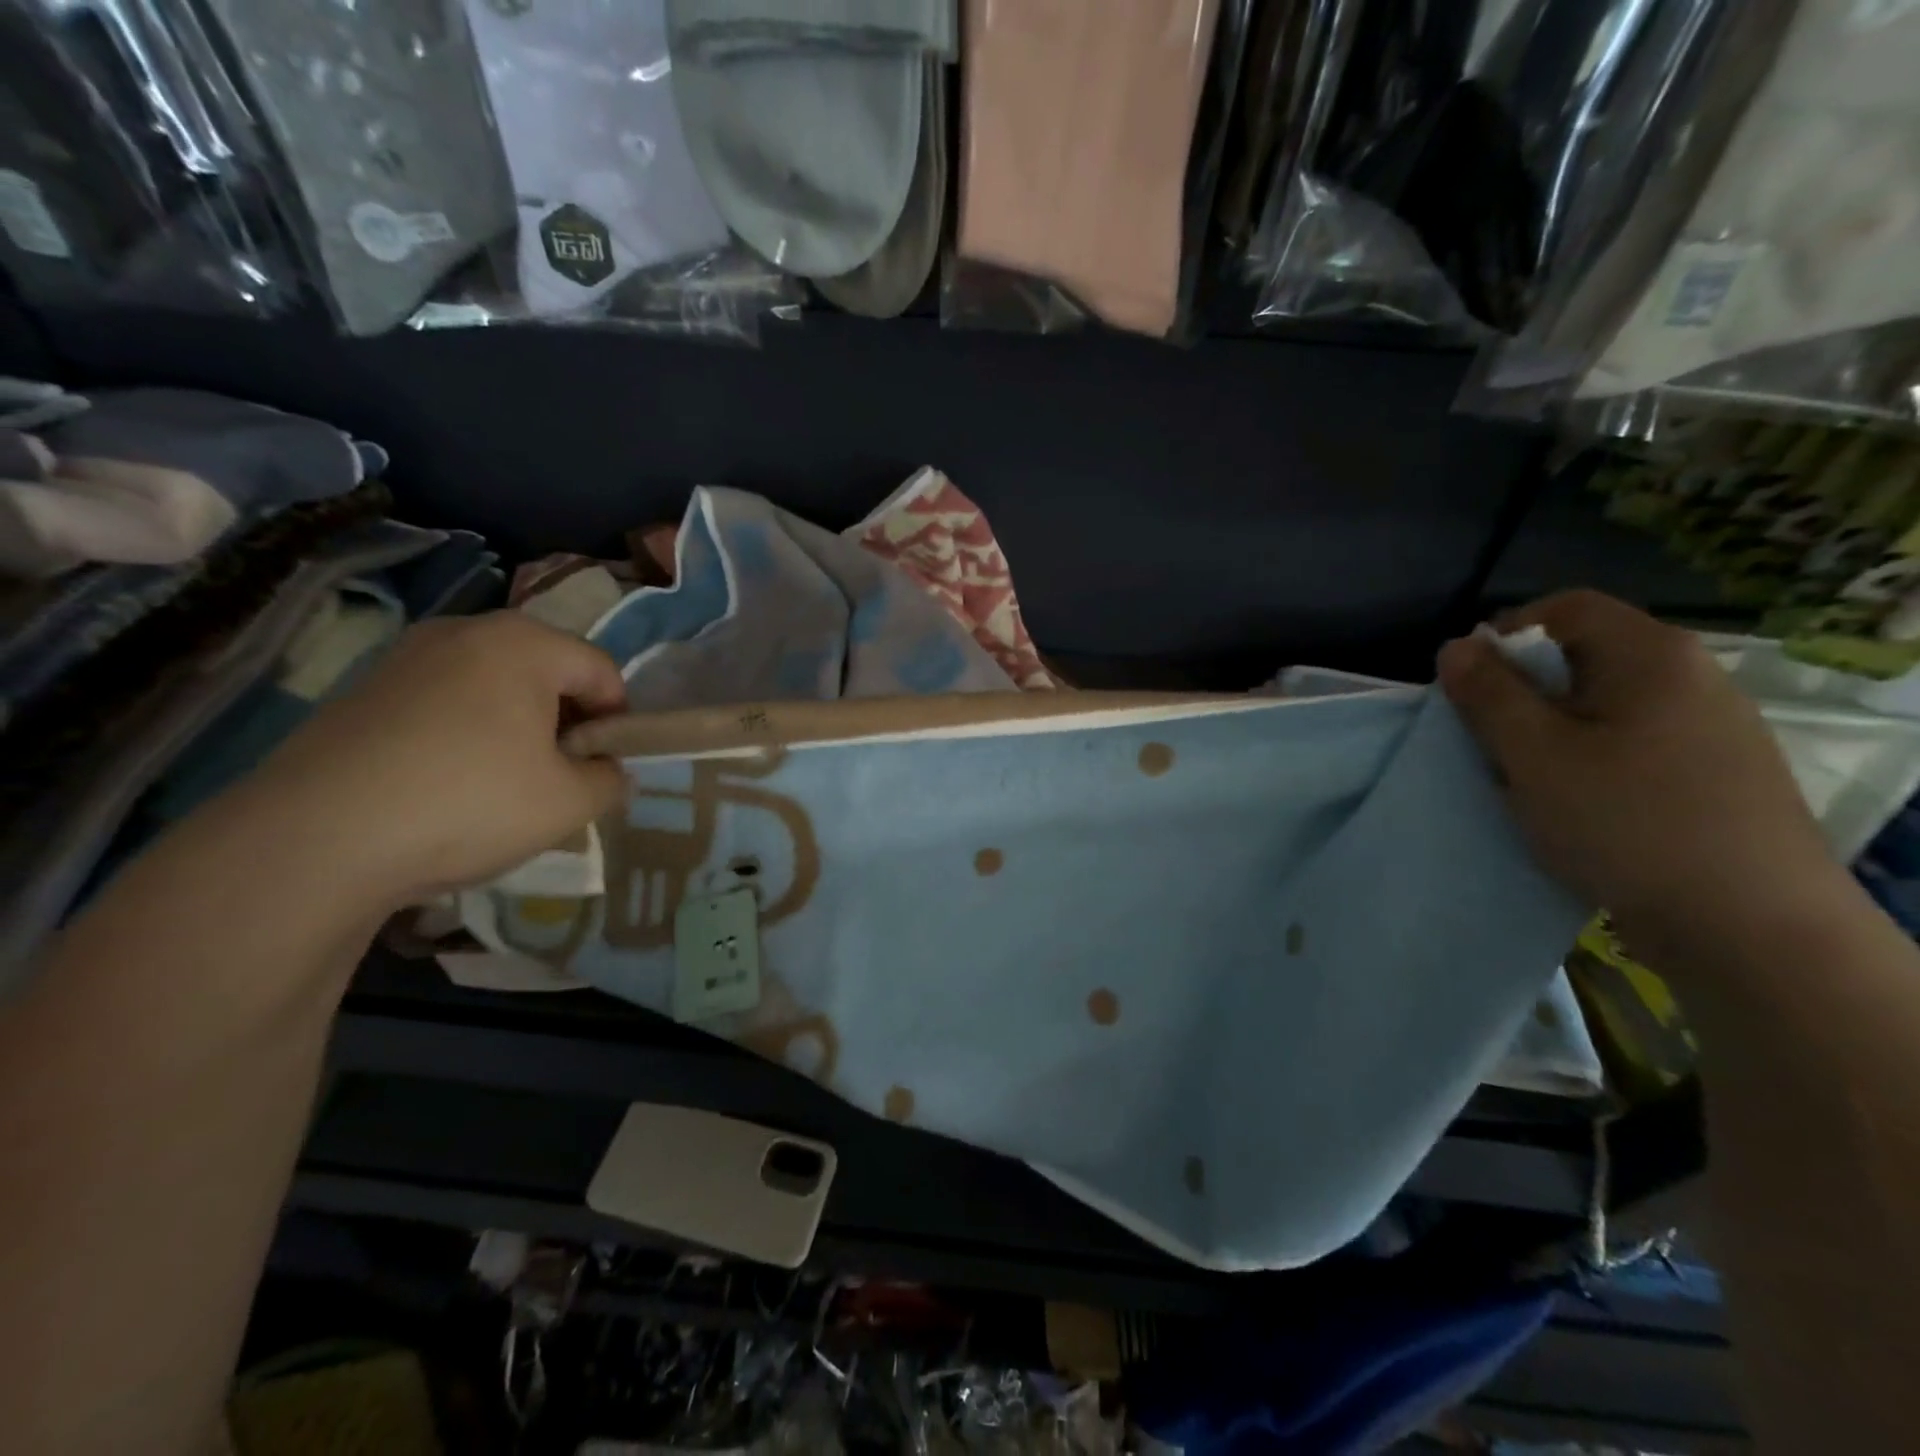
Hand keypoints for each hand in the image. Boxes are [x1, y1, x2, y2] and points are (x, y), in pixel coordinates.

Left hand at [240, 612, 627, 909]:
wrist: (315, 840)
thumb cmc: (469, 804)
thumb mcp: (571, 803)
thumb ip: (611, 779)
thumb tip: (605, 770)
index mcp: (524, 643)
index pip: (602, 670)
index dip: (617, 720)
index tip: (603, 767)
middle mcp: (465, 632)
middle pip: (547, 670)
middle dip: (566, 720)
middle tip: (560, 776)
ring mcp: (406, 656)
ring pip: (494, 685)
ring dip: (518, 726)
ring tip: (505, 783)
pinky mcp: (363, 689)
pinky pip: (445, 701)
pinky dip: (467, 732)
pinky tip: (450, 784)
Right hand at [1438, 591, 1842, 948]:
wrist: (1751, 928)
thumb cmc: (1626, 822)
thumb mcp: (1534, 754)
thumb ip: (1488, 694)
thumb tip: (1456, 647)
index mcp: (1652, 656)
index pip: (1565, 608)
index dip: (1505, 634)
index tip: (1469, 685)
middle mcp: (1692, 677)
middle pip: (1583, 657)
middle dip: (1523, 692)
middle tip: (1490, 741)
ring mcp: (1711, 728)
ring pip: (1602, 706)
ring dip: (1550, 732)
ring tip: (1527, 780)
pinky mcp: (1714, 774)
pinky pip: (1630, 744)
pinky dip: (1586, 760)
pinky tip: (1575, 805)